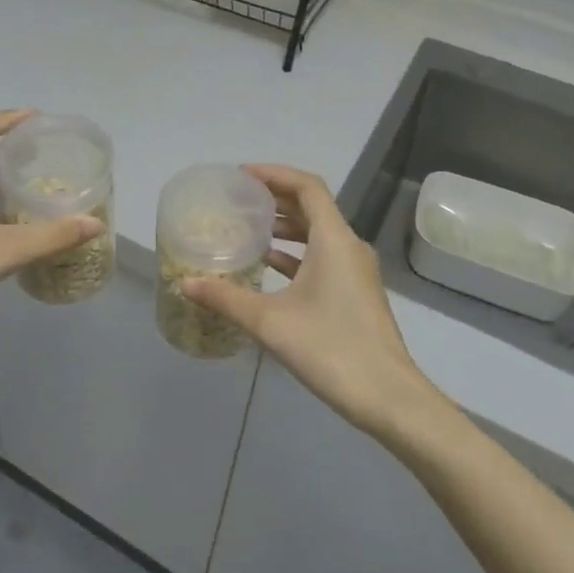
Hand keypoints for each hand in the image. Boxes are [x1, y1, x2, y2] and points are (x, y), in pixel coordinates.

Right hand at [182, 165, 435, 434]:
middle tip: (240, 200)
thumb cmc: (330, 348)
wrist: (388, 397)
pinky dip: (297, 253)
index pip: (307, 186)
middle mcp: (349, 246)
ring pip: (319, 233)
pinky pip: (324, 257)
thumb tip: (186, 283)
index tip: (242, 176)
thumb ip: (226, 299)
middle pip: (313, 206)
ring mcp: (356, 271)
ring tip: (250, 229)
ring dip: (287, 226)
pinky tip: (269, 266)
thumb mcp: (270, 322)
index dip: (274, 174)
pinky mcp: (356, 293)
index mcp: (334, 239)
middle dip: (276, 198)